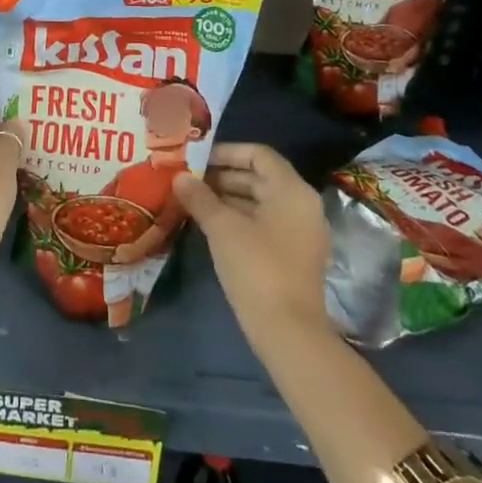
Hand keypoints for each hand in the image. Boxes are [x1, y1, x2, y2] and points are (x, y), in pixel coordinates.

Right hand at [177, 144, 330, 349]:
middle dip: (223, 176)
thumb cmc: (257, 267)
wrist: (288, 331)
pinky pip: (264, 223)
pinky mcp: (293, 255)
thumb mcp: (222, 228)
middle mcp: (302, 205)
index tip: (197, 159)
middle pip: (260, 177)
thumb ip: (200, 197)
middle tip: (188, 179)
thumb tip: (179, 177)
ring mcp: (300, 232)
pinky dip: (238, 218)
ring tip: (192, 200)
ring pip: (260, 202)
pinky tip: (209, 224)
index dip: (227, 152)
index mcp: (291, 190)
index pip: (259, 154)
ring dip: (227, 198)